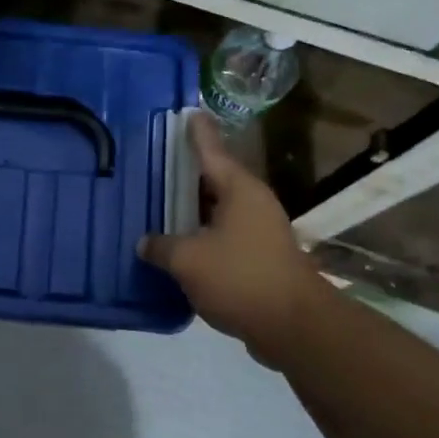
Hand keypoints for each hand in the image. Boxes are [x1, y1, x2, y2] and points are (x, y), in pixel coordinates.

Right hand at [139, 112, 325, 367]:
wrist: (292, 325)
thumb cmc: (240, 278)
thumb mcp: (188, 259)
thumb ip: (161, 246)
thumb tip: (145, 243)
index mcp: (239, 190)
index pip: (211, 151)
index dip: (197, 133)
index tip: (188, 112)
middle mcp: (251, 203)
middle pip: (213, 180)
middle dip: (185, 174)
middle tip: (156, 163)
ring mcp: (258, 231)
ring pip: (217, 211)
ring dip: (190, 209)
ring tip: (158, 204)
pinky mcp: (258, 258)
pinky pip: (221, 236)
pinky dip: (199, 236)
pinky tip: (176, 245)